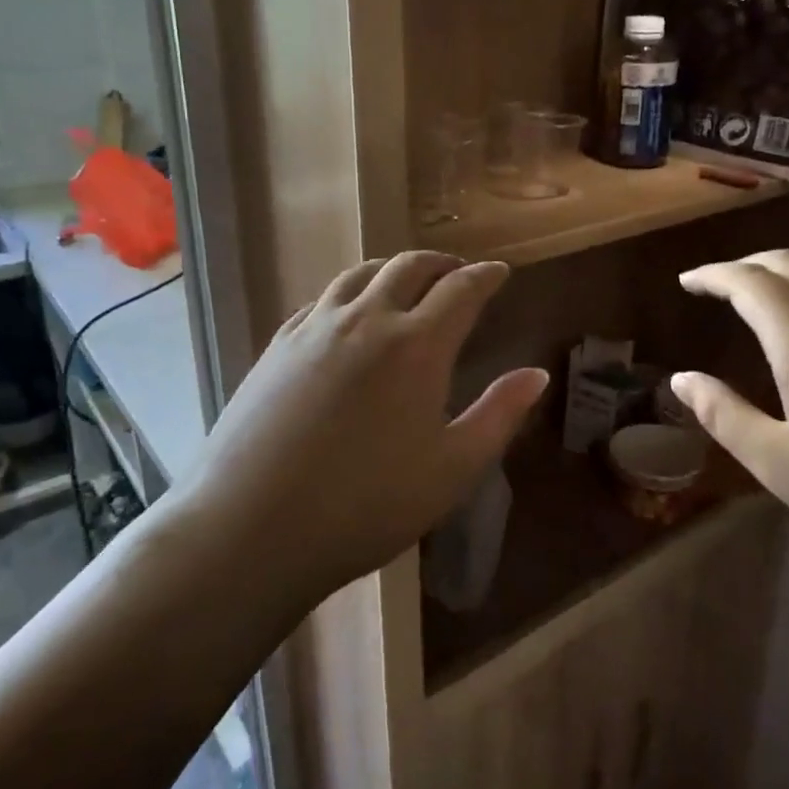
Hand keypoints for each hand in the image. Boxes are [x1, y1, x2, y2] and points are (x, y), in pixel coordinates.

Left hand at [181, 252, 548, 598]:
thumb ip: (499, 415)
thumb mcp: (452, 470)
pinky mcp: (277, 345)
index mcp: (417, 345)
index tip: (500, 273)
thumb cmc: (367, 506)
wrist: (252, 525)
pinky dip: (349, 292)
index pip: (461, 289)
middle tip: (458, 272)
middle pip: (409, 266)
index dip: (486, 276)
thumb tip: (536, 374)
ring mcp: (314, 328)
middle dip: (441, 263)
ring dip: (393, 268)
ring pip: (360, 274)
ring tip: (406, 281)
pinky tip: (347, 313)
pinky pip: (321, 299)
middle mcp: (367, 319)